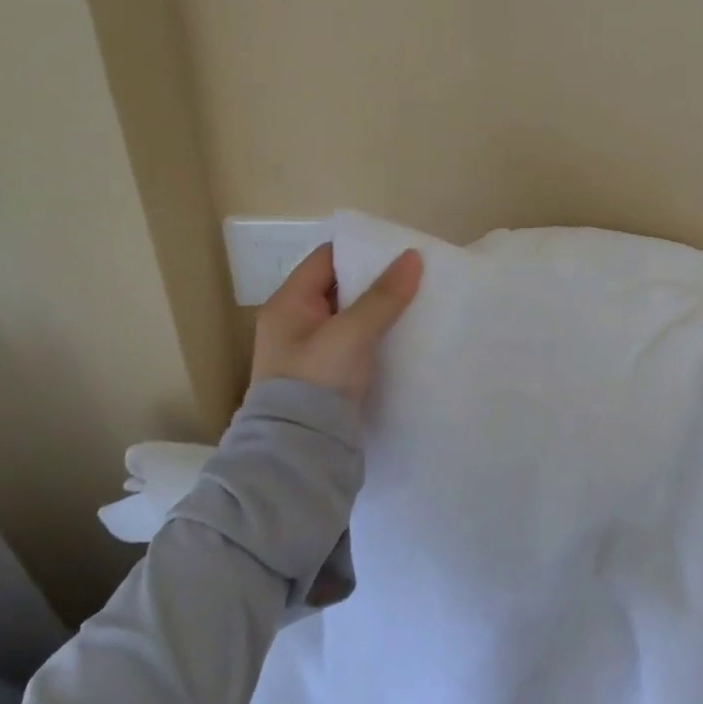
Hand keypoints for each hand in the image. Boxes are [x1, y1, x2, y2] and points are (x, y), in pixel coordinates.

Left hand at [251, 244, 423, 402]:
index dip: (360, 250)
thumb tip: (413, 256)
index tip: (398, 251)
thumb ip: (383, 295)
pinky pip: (352, 342)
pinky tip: (401, 336)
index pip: (325, 259)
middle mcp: (293, 323)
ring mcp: (307, 352)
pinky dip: (374, 335)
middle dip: (374, 280)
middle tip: (413, 276)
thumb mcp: (352, 333)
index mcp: (288, 304)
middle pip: (338, 287)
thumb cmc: (317, 382)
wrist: (299, 453)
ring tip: (414, 303)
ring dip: (376, 309)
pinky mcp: (324, 376)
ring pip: (348, 316)